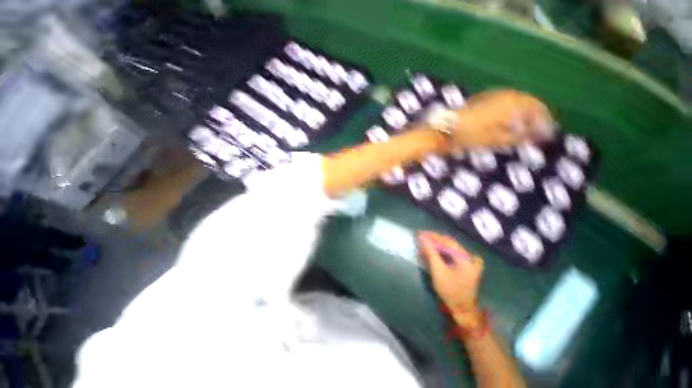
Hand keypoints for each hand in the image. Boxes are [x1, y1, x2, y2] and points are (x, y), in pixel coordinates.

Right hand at [418, 232, 484, 327]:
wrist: (462, 309)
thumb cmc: (450, 290)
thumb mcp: (438, 271)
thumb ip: (431, 252)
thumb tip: (422, 237)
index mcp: (466, 257)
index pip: (447, 241)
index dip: (432, 236)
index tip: (420, 233)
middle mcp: (470, 257)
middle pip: (449, 243)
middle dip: (434, 239)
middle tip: (421, 237)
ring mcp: (469, 261)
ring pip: (450, 248)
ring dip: (437, 245)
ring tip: (424, 243)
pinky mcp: (466, 266)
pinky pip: (452, 254)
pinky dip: (442, 251)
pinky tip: (434, 251)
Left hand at [432, 90, 554, 148]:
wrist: (444, 129)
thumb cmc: (469, 135)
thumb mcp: (495, 140)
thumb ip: (518, 137)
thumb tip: (537, 137)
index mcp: (511, 103)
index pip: (537, 107)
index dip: (544, 120)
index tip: (547, 132)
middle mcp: (504, 95)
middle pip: (527, 103)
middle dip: (534, 116)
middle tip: (537, 131)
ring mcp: (492, 95)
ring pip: (516, 101)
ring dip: (523, 113)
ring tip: (524, 128)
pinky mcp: (482, 98)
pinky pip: (504, 102)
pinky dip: (510, 111)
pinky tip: (508, 121)